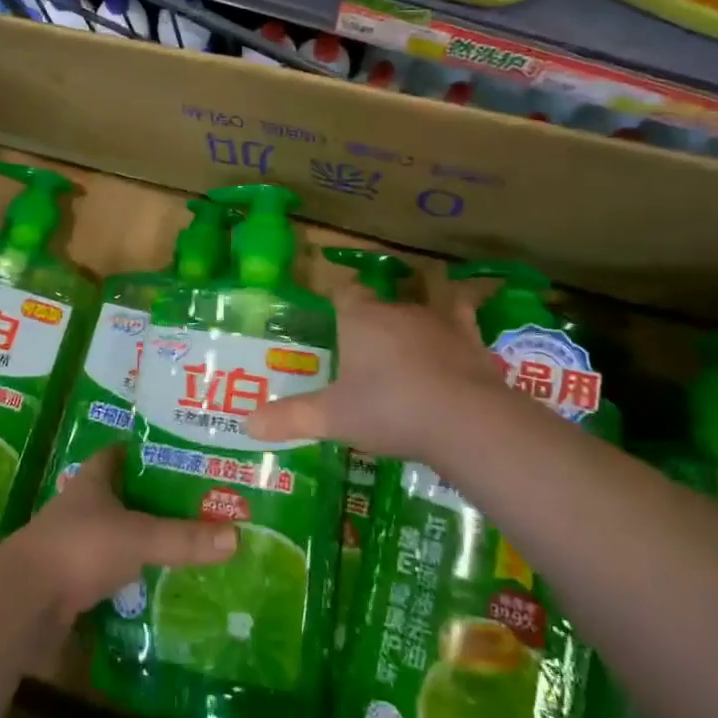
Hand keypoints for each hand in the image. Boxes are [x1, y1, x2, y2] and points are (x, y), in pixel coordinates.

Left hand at [6, 445, 235, 624]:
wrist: (23, 603)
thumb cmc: (79, 548)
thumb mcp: (138, 538)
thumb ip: (183, 538)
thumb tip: (236, 536)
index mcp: (92, 483)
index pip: (117, 453)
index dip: (142, 449)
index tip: (176, 451)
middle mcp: (80, 509)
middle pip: (120, 497)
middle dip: (151, 500)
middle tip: (195, 502)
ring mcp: (72, 547)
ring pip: (114, 537)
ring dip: (141, 542)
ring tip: (185, 545)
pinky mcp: (69, 584)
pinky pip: (108, 577)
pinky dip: (130, 581)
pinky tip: (158, 589)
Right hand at [244, 283, 514, 463]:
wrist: (464, 419)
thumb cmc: (389, 409)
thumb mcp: (333, 419)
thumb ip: (290, 418)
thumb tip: (247, 424)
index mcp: (361, 319)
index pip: (344, 292)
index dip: (337, 300)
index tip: (332, 315)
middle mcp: (397, 310)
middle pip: (379, 306)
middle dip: (370, 323)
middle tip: (360, 354)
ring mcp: (438, 322)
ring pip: (417, 312)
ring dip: (409, 328)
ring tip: (403, 356)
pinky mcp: (470, 340)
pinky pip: (461, 321)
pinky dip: (456, 326)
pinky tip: (458, 335)